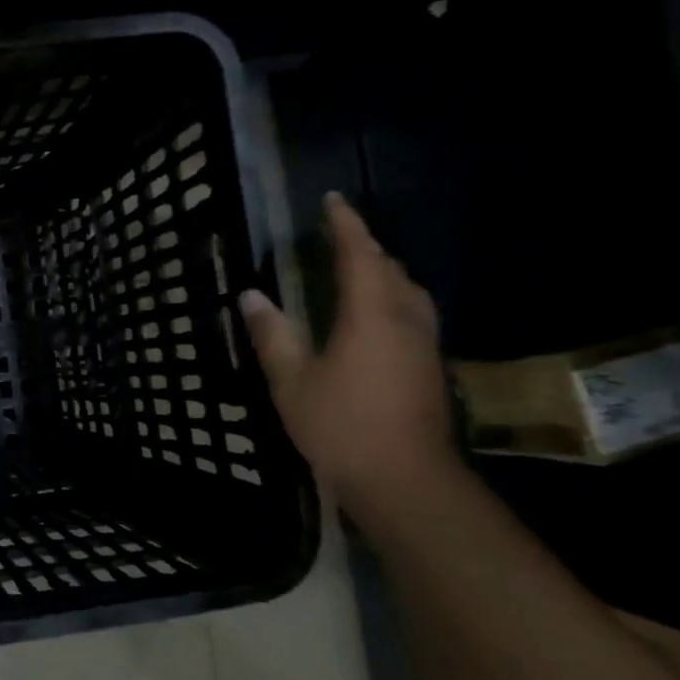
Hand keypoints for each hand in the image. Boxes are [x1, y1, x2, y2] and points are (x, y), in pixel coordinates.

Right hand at [239, 192, 457, 510]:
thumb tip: (251, 295)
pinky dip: (391, 298)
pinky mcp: (429, 367)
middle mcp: (404, 320)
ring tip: (357, 270)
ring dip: (383, 272)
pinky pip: (412, 313)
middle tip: (336, 236)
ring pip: (408, 291)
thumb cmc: (341, 426)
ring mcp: (423, 345)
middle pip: (390, 269)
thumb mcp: (291, 382)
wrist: (405, 479)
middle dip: (365, 247)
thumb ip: (272, 335)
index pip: (359, 255)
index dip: (345, 225)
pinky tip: (374, 317)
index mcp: (370, 315)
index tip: (331, 200)